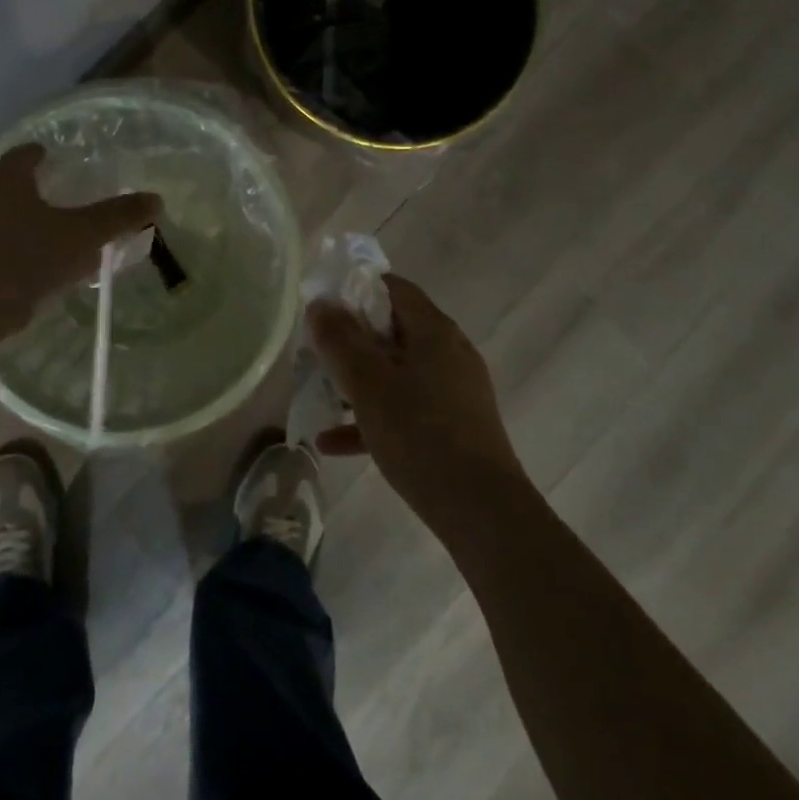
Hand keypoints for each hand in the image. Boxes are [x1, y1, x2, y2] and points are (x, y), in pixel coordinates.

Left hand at [0, 143, 161, 324]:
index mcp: (10, 189)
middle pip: (8, 192)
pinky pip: (7, 257)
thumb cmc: (32, 253)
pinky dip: (26, 257)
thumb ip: (117, 216)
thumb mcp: (84, 232)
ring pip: (6, 226)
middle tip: (55, 191)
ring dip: (28, 227)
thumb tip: (155, 199)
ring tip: (57, 234)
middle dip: (31, 191)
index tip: (42, 151)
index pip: (16, 160)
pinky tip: (48, 270)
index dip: (30, 154)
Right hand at [307, 273, 525, 535]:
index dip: (356, 289)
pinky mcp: (455, 425)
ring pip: (397, 371)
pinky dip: (374, 416)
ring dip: (359, 380)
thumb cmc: (419, 434)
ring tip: (320, 394)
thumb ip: (339, 340)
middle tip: (317, 351)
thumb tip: (321, 304)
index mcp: (434, 330)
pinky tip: (333, 443)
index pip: (393, 288)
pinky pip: (407, 408)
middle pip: (394, 329)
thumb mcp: (367, 384)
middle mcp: (449, 351)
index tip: (323, 306)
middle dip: (352, 338)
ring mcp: (455, 390)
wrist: (482, 511)